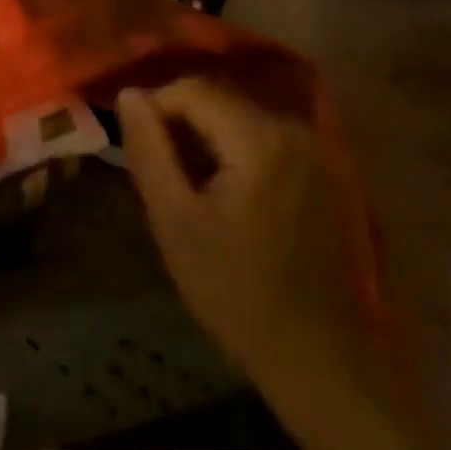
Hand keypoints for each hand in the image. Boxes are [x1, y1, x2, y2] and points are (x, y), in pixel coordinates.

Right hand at [117, 78, 365, 390]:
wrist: (318, 360)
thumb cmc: (237, 294)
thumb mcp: (175, 222)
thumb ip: (149, 150)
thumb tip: (129, 93)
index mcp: (258, 137)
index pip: (192, 89)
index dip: (155, 107)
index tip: (137, 146)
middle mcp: (291, 127)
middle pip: (219, 99)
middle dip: (182, 124)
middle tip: (161, 171)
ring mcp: (312, 146)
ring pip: (240, 117)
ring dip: (208, 138)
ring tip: (189, 184)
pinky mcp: (321, 167)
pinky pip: (264, 137)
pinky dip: (236, 151)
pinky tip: (226, 194)